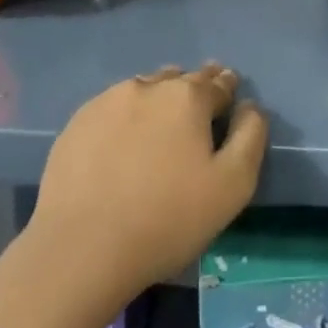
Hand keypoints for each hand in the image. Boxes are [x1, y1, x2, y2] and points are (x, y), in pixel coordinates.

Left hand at [26, 63, 267, 309]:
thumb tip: (250, 107)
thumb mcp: (233, 185)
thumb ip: (251, 136)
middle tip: (199, 105)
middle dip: (195, 87)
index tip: (229, 96)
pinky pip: (113, 107)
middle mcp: (148, 87)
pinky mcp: (77, 123)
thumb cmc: (168, 218)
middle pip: (180, 79)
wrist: (82, 248)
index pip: (218, 83)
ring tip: (162, 119)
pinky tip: (124, 138)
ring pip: (145, 88)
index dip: (228, 89)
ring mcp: (107, 102)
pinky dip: (126, 115)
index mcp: (188, 97)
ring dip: (159, 97)